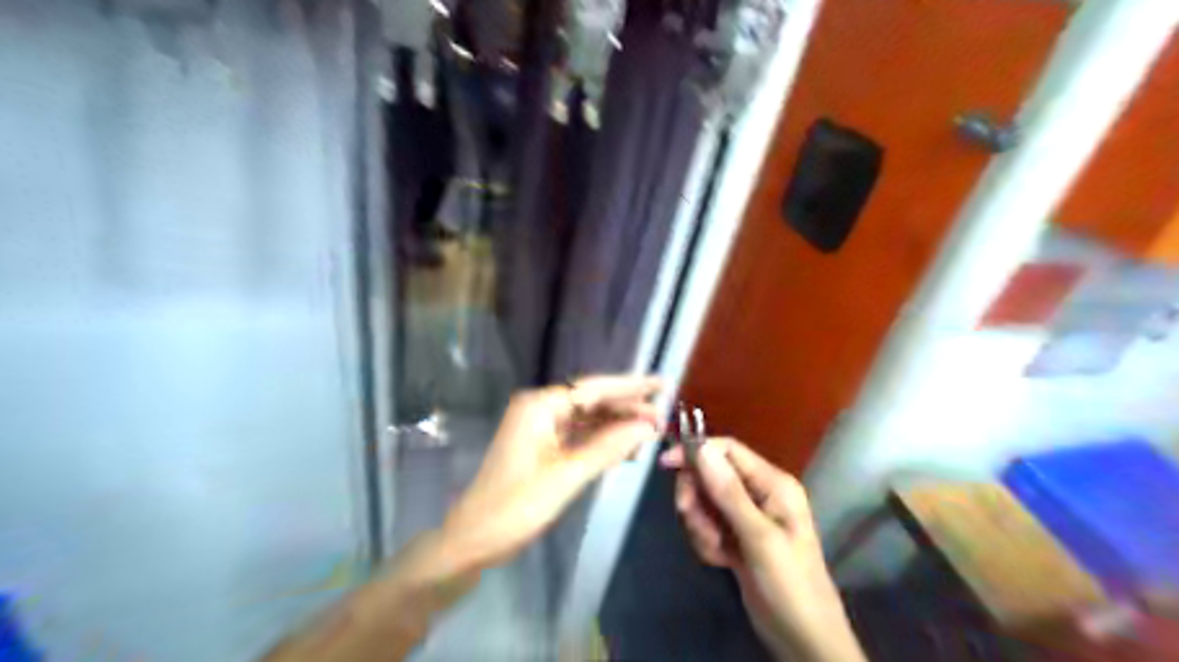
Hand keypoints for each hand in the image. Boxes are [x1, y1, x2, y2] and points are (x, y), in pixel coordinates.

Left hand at [443, 374, 660, 571]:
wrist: (474, 538)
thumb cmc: (517, 506)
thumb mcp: (567, 476)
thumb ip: (608, 447)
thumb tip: (646, 426)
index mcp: (540, 406)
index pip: (593, 388)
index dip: (630, 386)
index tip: (661, 384)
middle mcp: (539, 408)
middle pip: (590, 401)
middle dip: (626, 408)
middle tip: (662, 416)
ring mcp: (538, 427)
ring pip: (586, 419)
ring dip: (616, 425)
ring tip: (650, 431)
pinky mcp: (540, 445)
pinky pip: (577, 435)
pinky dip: (600, 440)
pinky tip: (624, 446)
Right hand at [663, 436, 862, 658]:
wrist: (803, 639)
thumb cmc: (789, 584)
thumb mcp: (759, 537)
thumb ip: (728, 492)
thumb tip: (701, 447)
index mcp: (772, 483)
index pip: (727, 450)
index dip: (696, 453)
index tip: (666, 465)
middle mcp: (758, 493)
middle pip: (710, 476)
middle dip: (698, 500)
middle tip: (696, 524)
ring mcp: (746, 517)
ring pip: (705, 503)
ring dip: (702, 527)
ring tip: (717, 551)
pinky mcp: (736, 538)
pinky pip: (707, 526)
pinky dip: (706, 542)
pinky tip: (721, 562)